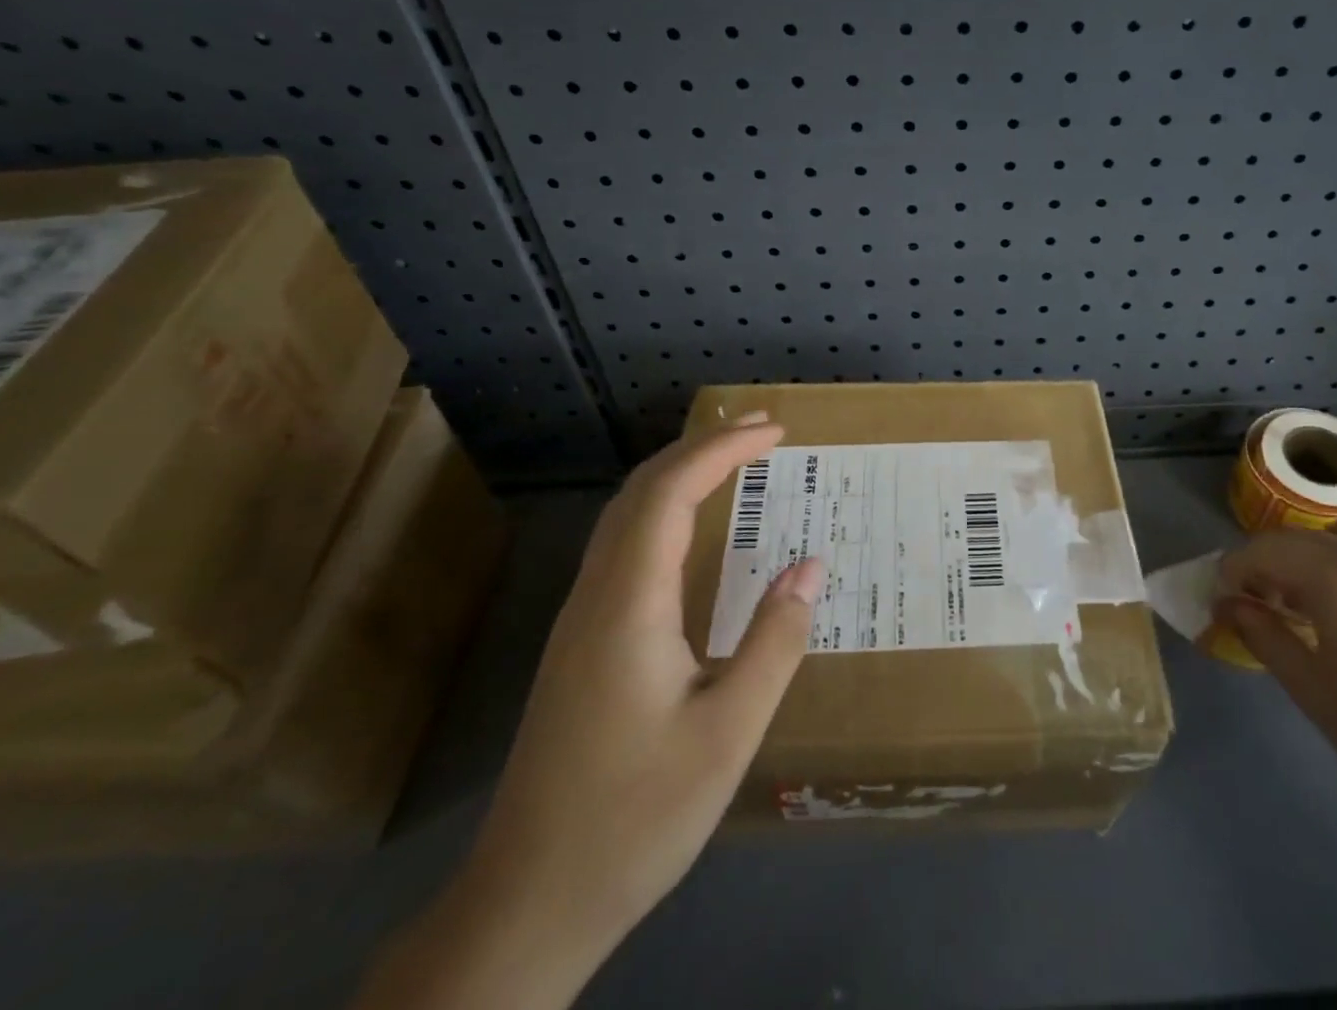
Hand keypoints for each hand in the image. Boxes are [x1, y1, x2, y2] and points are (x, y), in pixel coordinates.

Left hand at [355, 414, 819, 1009]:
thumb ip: (773, 644)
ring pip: (625, 518)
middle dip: (701, 447)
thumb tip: (810, 567)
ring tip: (735, 462)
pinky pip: (623, 549)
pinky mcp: (579, 645)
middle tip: (763, 430)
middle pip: (640, 492)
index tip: (776, 431)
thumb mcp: (727, 735)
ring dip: (679, 475)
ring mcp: (580, 622)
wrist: (526, 905)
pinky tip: (693, 535)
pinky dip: (664, 512)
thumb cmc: (634, 818)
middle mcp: (596, 598)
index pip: (671, 493)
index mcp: (628, 606)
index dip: (723, 450)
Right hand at [1218, 520, 1336, 834]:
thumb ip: (1264, 637)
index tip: (1221, 598)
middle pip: (1301, 538)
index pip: (1265, 549)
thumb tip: (1230, 605)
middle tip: (1254, 602)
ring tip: (1303, 602)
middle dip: (1267, 560)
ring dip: (1310, 557)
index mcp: (1335, 576)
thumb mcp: (1312, 691)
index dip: (1234, 568)